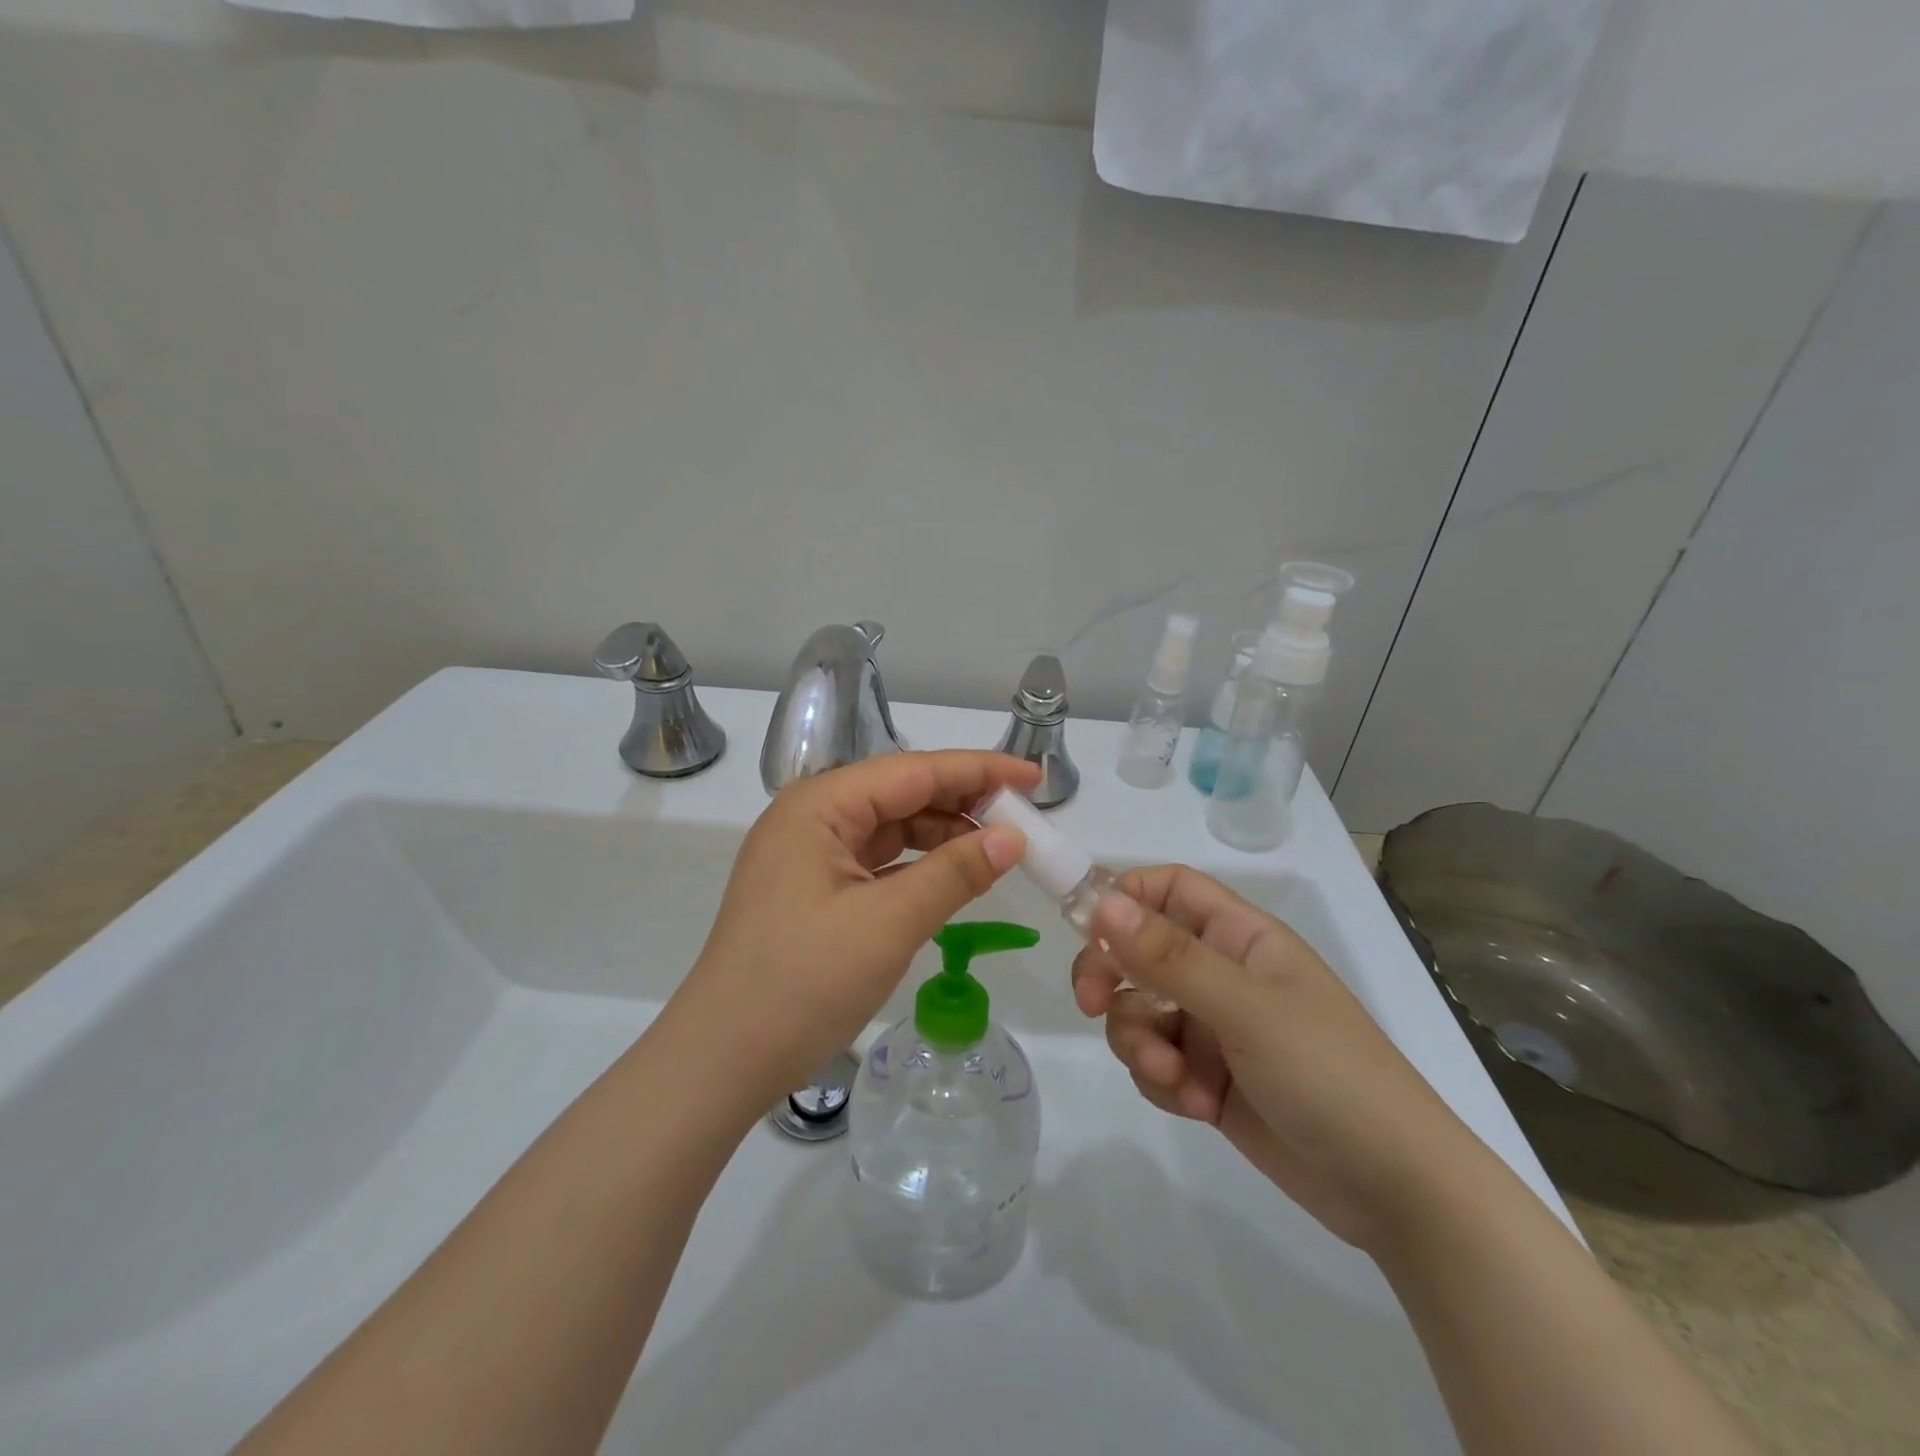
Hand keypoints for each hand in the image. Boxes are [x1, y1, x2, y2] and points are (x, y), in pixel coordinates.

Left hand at [678, 751, 1038, 1105]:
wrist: (721, 1061)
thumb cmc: (803, 983)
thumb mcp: (889, 924)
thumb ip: (954, 873)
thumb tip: (1012, 837)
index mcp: (821, 805)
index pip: (914, 770)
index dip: (979, 770)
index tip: (1034, 777)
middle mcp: (812, 817)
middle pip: (901, 793)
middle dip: (963, 802)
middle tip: (1023, 819)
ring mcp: (809, 854)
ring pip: (891, 827)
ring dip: (943, 834)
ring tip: (997, 850)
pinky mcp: (813, 889)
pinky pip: (878, 861)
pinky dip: (919, 865)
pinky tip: (953, 876)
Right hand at [1072, 866, 1484, 1254]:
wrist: (1396, 1193)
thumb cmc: (1329, 1074)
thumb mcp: (1246, 1009)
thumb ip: (1169, 957)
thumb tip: (1100, 902)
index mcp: (1240, 938)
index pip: (1168, 889)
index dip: (1123, 897)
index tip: (1083, 927)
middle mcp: (1222, 974)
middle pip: (1138, 950)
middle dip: (1111, 976)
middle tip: (1092, 1004)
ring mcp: (1214, 1028)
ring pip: (1139, 1011)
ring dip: (1139, 1042)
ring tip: (1172, 1076)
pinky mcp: (1207, 1078)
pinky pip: (1155, 1061)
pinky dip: (1162, 1080)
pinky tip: (1194, 1104)